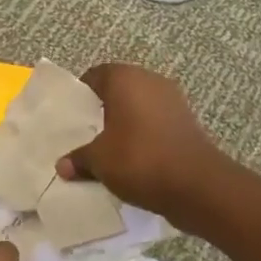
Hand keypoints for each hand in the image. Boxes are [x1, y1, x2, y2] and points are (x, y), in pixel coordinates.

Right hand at [56, 63, 225, 217]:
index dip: (80, 95)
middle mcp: (150, 80)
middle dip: (102, 110)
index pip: (95, 75)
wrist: (198, 185)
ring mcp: (173, 100)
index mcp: (125, 79)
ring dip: (125, 123)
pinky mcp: (187, 122)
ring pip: (139, 106)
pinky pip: (155, 122)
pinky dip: (144, 135)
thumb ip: (79, 158)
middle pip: (118, 89)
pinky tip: (133, 158)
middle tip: (86, 134)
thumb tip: (62, 165)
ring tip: (108, 148)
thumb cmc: (140, 160)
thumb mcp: (99, 161)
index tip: (71, 117)